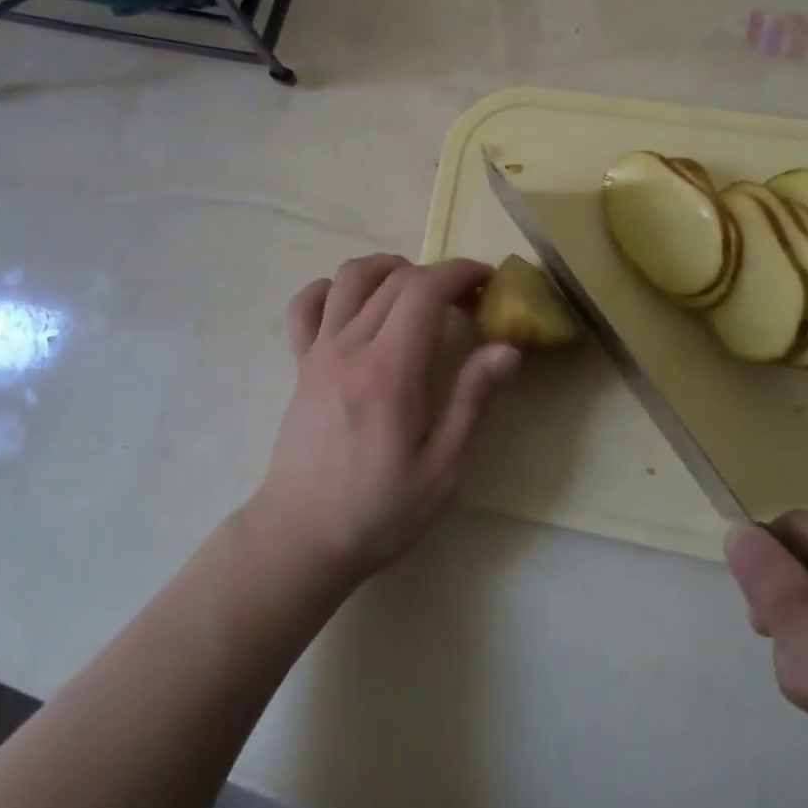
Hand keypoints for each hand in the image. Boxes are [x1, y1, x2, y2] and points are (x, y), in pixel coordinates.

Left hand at [243, 255, 519, 592]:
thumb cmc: (379, 512)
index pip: (425, 290)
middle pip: (395, 278)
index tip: (487, 282)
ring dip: (388, 269)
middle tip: (467, 300)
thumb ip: (472, 400)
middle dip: (438, 275)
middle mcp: (350, 346)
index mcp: (389, 370)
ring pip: (349, 277)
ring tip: (416, 292)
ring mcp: (318, 351)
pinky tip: (355, 306)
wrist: (300, 538)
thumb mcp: (442, 469)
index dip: (460, 273)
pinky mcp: (300, 363)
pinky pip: (306, 304)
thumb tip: (507, 348)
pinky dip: (332, 290)